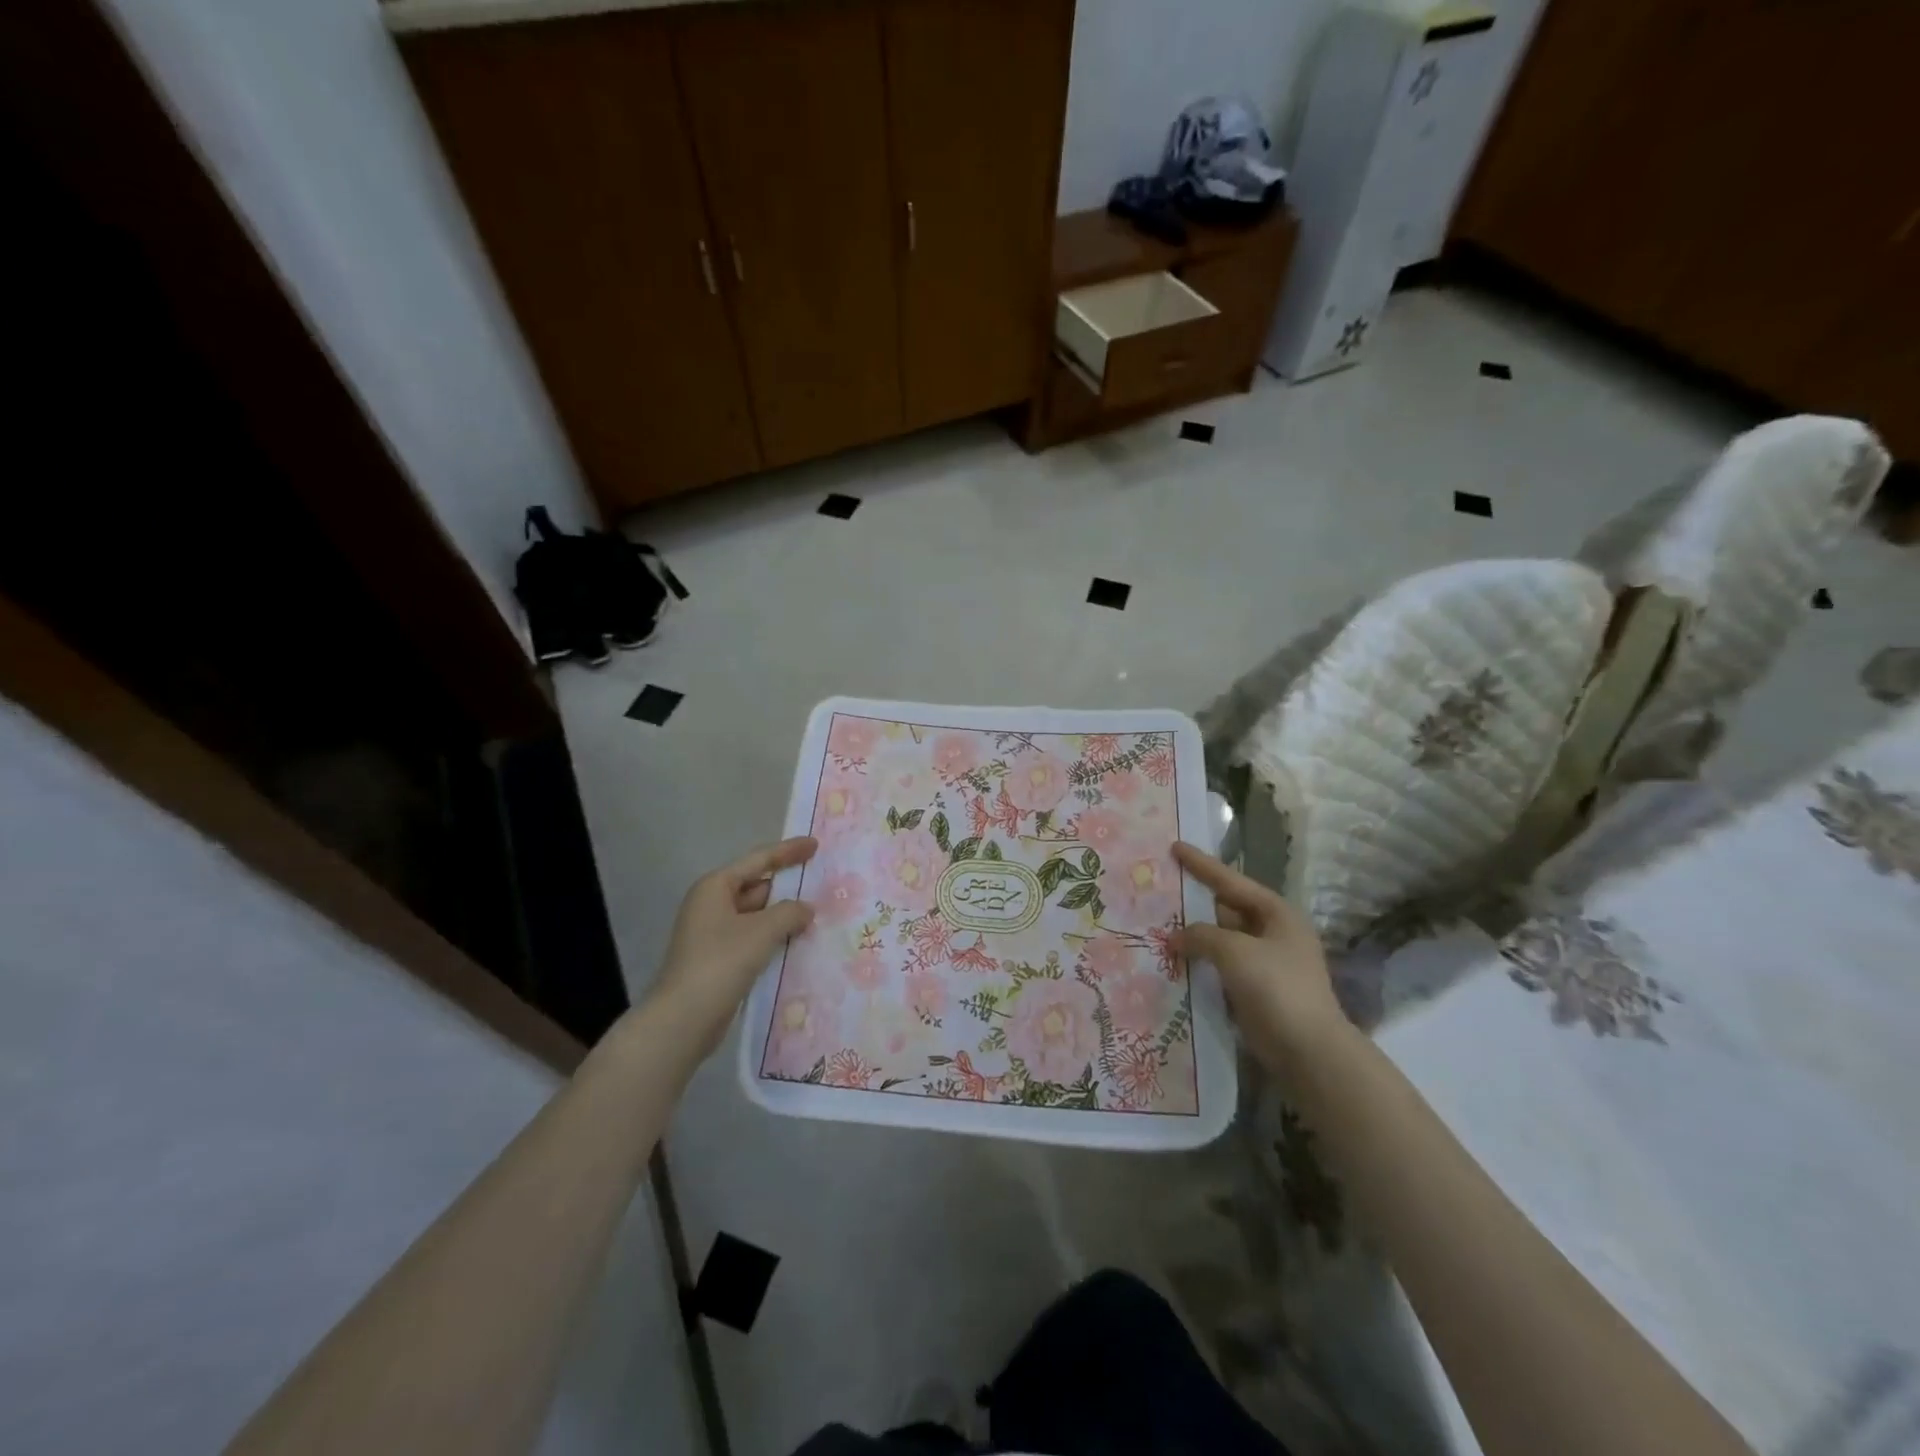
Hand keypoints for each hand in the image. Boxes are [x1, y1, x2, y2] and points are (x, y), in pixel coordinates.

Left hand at [650, 837, 817, 1052]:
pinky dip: (773, 937)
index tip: (815, 845)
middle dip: (787, 887)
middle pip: (757, 886)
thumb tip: (806, 909)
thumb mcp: (762, 931)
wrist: (683, 1019)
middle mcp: (711, 905)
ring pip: (756, 915)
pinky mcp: (718, 959)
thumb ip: (790, 912)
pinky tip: (797, 942)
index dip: (788, 851)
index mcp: (715, 887)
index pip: (759, 860)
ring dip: (783, 915)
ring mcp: (713, 934)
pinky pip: (752, 938)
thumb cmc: (721, 962)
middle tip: (821, 884)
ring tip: (817, 914)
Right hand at [1171, 843, 1345, 1068]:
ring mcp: (1265, 962)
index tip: (1175, 846)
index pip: (1231, 880)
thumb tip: (1176, 938)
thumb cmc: (1276, 987)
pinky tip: (1174, 958)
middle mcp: (1273, 932)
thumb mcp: (1234, 950)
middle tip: (1162, 888)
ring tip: (1159, 922)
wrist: (1308, 1050)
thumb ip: (1201, 935)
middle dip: (1195, 900)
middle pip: (1226, 908)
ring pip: (1221, 938)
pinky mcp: (1255, 989)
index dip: (1201, 864)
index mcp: (1276, 913)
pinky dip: (1200, 960)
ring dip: (1194, 934)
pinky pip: (1221, 965)